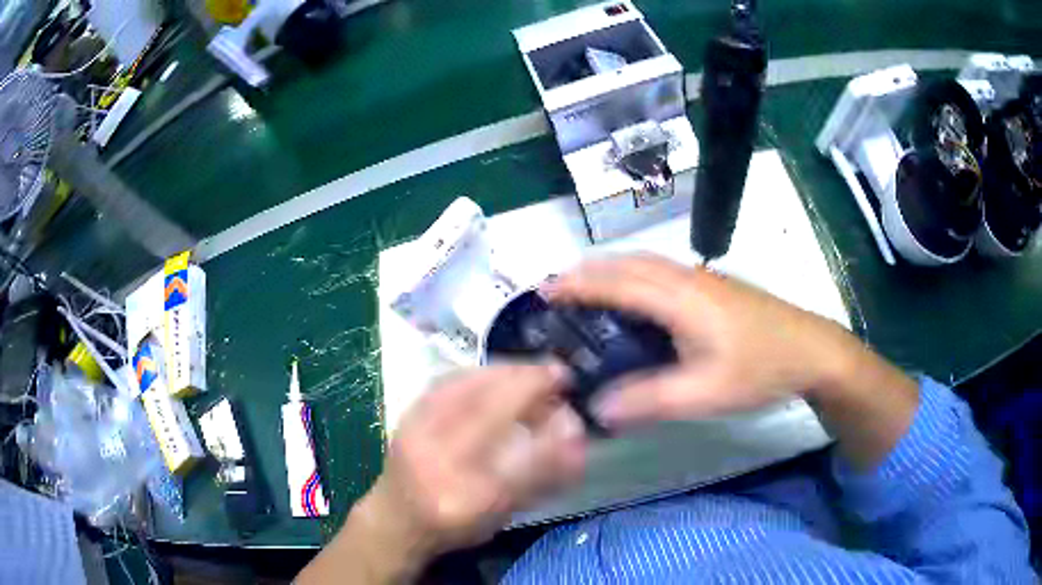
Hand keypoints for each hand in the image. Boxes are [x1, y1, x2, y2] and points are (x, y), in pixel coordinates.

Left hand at [298, 365, 586, 584]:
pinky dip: (480, 371)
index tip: (575, 414)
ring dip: (508, 371)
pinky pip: (447, 381)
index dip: (553, 436)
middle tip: (560, 373)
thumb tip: (578, 445)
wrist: (395, 519)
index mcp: (467, 501)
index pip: (520, 464)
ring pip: (468, 389)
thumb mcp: (502, 515)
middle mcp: (439, 465)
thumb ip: (540, 481)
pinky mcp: (407, 416)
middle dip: (531, 384)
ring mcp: (417, 436)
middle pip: (489, 412)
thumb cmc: (455, 525)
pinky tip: (500, 369)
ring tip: (535, 368)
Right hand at [545, 253, 852, 425]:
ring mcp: (703, 279)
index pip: (618, 282)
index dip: (578, 284)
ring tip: (586, 289)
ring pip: (646, 263)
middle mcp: (687, 278)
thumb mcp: (705, 394)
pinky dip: (633, 276)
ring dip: (611, 269)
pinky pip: (661, 272)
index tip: (544, 292)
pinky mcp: (714, 287)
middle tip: (557, 290)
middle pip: (628, 262)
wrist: (811, 350)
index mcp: (680, 298)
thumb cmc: (760, 368)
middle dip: (588, 270)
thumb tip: (598, 409)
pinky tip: (634, 300)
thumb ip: (650, 401)